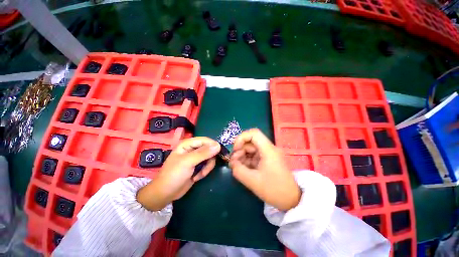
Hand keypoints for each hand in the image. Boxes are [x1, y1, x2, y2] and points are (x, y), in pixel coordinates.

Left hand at [137, 137, 220, 210]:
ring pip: (210, 158)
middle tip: (206, 168)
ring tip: (200, 175)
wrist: (166, 194)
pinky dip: (204, 171)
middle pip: (209, 149)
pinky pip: (207, 165)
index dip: (213, 145)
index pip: (205, 140)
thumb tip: (218, 145)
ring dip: (207, 167)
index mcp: (188, 144)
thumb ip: (203, 153)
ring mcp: (195, 158)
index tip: (219, 153)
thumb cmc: (174, 175)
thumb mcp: (188, 162)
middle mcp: (192, 149)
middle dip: (209, 159)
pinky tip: (197, 177)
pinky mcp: (198, 166)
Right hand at [229, 129, 300, 210]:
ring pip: (250, 149)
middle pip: (250, 142)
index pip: (253, 133)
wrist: (291, 199)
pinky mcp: (267, 160)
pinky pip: (253, 156)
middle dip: (239, 150)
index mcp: (268, 150)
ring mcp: (268, 154)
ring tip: (237, 167)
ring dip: (242, 156)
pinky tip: (242, 169)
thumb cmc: (274, 190)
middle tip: (233, 163)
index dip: (241, 138)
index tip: (235, 150)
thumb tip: (232, 163)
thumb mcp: (253, 181)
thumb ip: (238, 170)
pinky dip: (246, 160)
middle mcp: (269, 149)